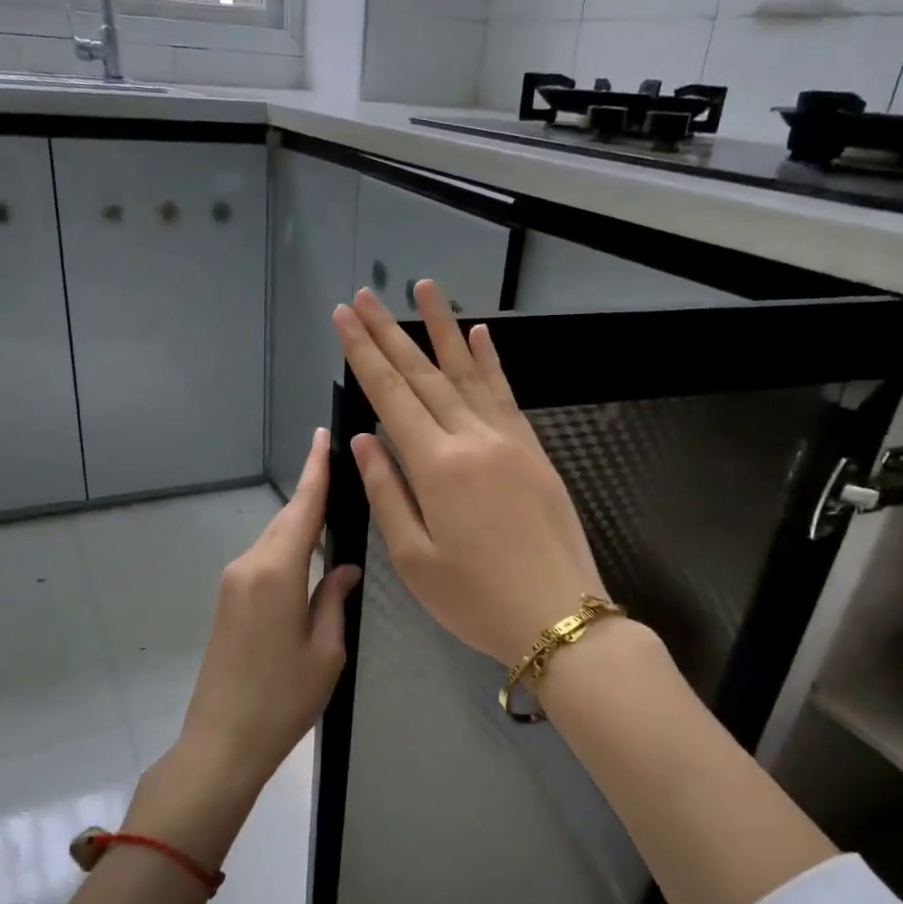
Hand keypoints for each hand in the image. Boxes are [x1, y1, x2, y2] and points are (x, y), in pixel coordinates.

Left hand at [176, 428, 362, 802]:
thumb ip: (335, 599)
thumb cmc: (283, 699)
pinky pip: (263, 560)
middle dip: (313, 496)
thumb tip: (346, 567)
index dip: (316, 470)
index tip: (322, 436)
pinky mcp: (227, 601)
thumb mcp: (326, 651)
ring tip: (336, 517)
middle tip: (344, 476)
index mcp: (276, 572)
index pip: (302, 508)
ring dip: (302, 526)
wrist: (221, 741)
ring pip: (274, 540)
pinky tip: (310, 558)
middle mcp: (248, 566)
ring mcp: (232, 583)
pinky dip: (288, 549)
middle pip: (286, 520)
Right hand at [333, 282, 605, 666]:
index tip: (344, 317)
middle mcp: (472, 438)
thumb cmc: (475, 598)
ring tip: (424, 288)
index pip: (391, 395)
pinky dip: (490, 361)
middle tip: (365, 295)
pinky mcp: (532, 450)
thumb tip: (364, 439)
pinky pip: (506, 394)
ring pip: (468, 372)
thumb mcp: (414, 558)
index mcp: (437, 466)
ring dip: (442, 329)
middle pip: (424, 375)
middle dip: (390, 332)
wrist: (558, 615)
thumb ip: (387, 491)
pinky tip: (479, 335)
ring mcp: (508, 440)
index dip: (363, 354)